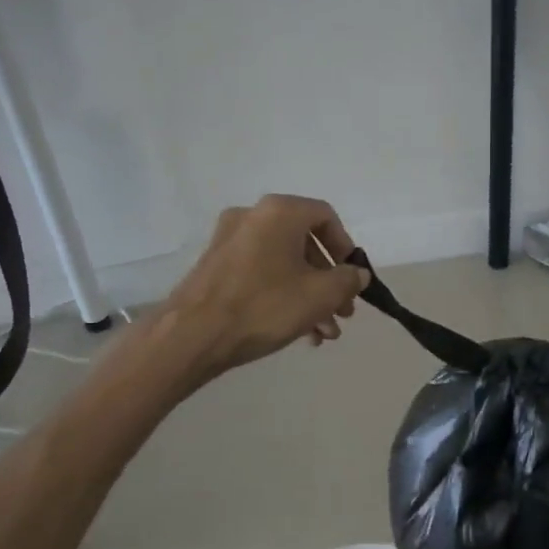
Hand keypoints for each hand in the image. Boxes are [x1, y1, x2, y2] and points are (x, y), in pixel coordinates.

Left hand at [167, 195, 370, 376]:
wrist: (191, 336)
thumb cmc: (264, 306)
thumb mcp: (321, 294)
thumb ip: (348, 280)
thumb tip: (357, 274)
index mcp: (280, 212)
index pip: (326, 217)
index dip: (346, 248)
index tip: (352, 278)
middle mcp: (252, 216)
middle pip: (305, 244)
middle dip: (329, 281)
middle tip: (342, 312)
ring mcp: (229, 241)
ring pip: (284, 263)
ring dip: (309, 295)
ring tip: (323, 332)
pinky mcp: (215, 267)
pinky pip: (261, 273)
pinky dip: (283, 295)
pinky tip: (297, 332)